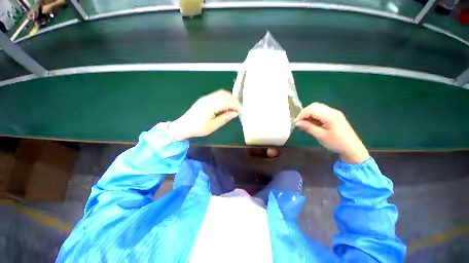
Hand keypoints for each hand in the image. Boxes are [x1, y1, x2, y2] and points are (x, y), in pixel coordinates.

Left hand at [169, 90, 239, 140]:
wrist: (183, 126)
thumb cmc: (198, 128)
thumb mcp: (212, 126)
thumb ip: (224, 118)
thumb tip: (235, 114)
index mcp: (210, 107)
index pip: (227, 102)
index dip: (235, 105)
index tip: (240, 110)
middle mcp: (208, 100)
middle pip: (225, 95)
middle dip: (234, 100)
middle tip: (238, 108)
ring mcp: (205, 98)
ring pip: (221, 93)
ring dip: (229, 98)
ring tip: (233, 107)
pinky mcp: (204, 99)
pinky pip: (216, 95)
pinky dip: (224, 98)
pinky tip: (225, 105)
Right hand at [294, 103, 368, 163]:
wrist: (352, 148)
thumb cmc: (336, 143)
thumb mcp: (321, 136)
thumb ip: (308, 127)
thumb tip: (297, 122)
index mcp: (330, 116)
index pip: (312, 109)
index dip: (301, 115)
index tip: (296, 123)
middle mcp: (332, 111)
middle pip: (314, 106)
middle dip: (304, 113)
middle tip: (299, 122)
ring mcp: (334, 113)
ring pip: (317, 108)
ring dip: (308, 114)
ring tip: (304, 123)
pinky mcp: (334, 116)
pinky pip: (321, 112)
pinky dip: (313, 116)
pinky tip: (311, 123)